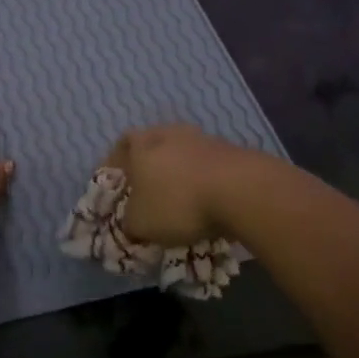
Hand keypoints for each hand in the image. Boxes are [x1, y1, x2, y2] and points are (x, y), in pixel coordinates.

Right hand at [105, 125, 274, 243]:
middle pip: (153, 147)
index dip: (117, 166)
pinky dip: (205, 182)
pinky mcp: (231, 150)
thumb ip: (129, 223)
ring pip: (182, 155)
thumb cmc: (177, 202)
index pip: (121, 146)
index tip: (118, 186)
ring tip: (183, 202)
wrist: (241, 190)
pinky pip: (208, 167)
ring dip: (180, 175)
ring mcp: (202, 139)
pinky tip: (209, 204)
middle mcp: (168, 133)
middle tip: (149, 193)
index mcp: (141, 144)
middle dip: (150, 169)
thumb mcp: (140, 224)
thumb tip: (131, 224)